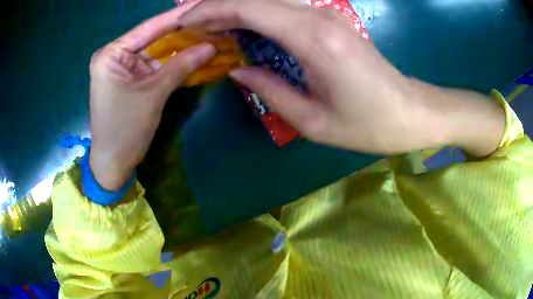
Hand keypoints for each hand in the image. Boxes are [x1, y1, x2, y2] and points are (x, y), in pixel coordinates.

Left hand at [89, 3, 214, 190]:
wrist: (114, 162)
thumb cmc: (125, 129)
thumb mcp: (153, 94)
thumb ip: (181, 66)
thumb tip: (212, 45)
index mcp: (111, 54)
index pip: (149, 28)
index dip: (177, 16)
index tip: (202, 4)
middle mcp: (116, 56)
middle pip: (153, 38)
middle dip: (182, 31)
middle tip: (210, 18)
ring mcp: (124, 68)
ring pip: (157, 52)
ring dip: (181, 47)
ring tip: (208, 32)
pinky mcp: (131, 80)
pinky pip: (155, 66)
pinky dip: (174, 63)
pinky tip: (194, 53)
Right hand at [178, 0, 504, 155]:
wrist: (410, 113)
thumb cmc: (369, 125)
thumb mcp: (314, 121)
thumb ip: (269, 91)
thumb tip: (237, 69)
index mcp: (314, 39)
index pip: (249, 8)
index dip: (211, 10)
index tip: (186, 22)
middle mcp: (319, 17)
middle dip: (217, 6)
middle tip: (189, 23)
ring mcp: (328, 16)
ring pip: (269, 1)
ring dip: (235, 9)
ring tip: (208, 25)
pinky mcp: (333, 21)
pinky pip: (285, 10)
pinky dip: (256, 14)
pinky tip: (241, 26)